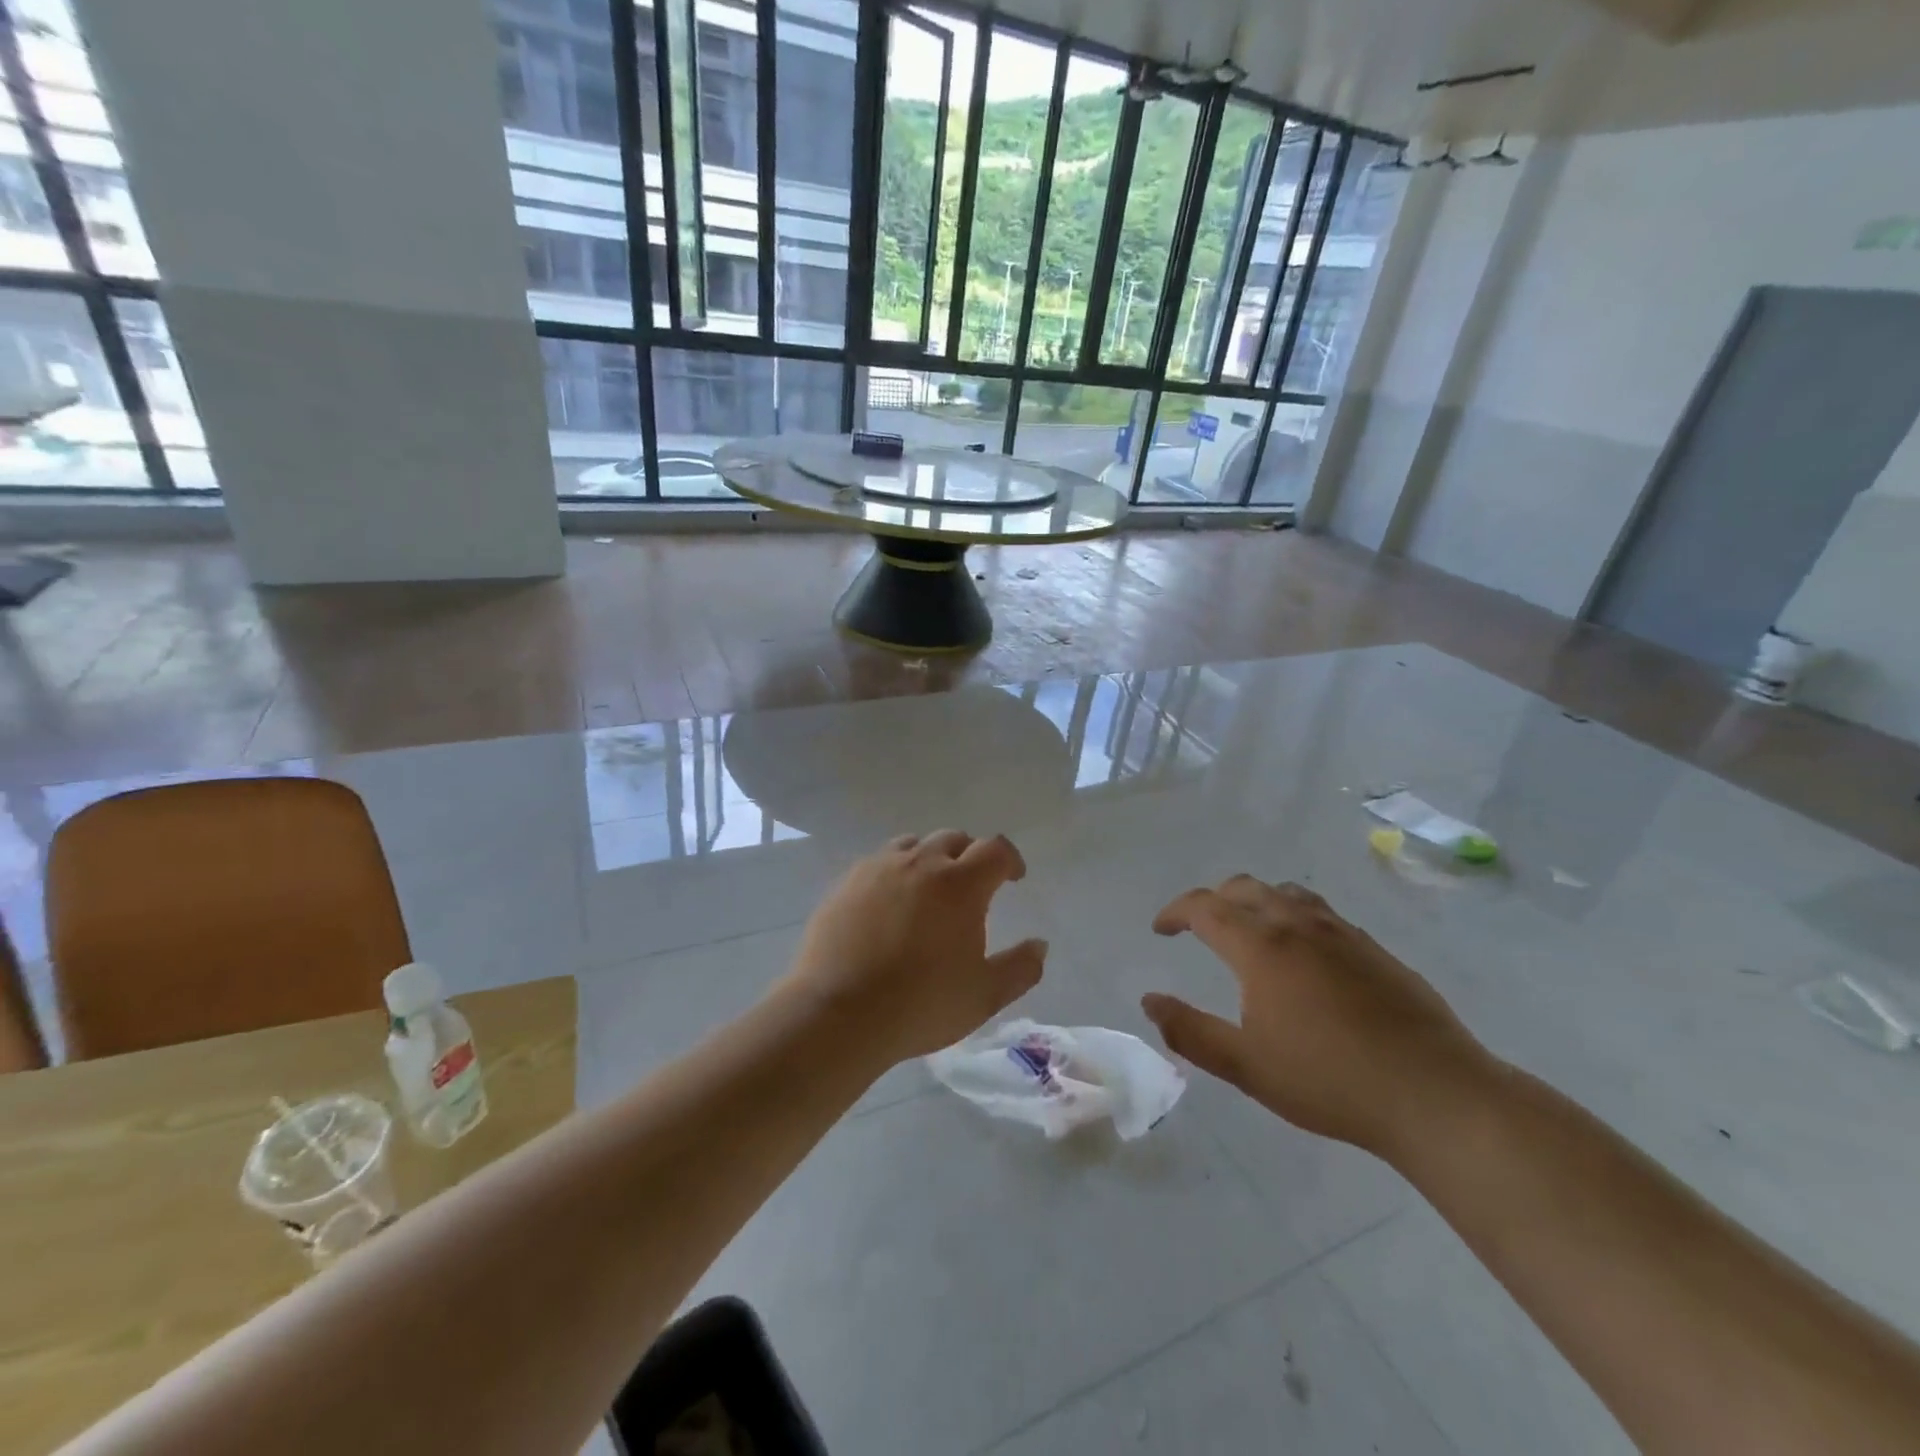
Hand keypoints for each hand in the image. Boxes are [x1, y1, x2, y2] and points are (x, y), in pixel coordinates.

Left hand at [783, 830, 1046, 1066]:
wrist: (838, 1013)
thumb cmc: (921, 1004)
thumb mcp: (984, 995)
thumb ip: (1021, 968)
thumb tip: (1039, 945)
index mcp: (960, 883)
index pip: (995, 849)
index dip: (1010, 859)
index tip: (1013, 878)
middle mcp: (920, 863)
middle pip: (953, 839)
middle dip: (970, 855)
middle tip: (972, 886)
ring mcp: (878, 868)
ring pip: (913, 845)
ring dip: (930, 859)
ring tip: (929, 890)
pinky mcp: (846, 882)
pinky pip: (878, 862)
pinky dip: (894, 873)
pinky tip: (889, 904)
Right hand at [1141, 876, 1494, 1155]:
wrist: (1435, 1095)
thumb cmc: (1329, 1081)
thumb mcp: (1246, 1066)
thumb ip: (1190, 1031)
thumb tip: (1150, 1001)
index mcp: (1261, 947)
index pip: (1205, 907)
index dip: (1175, 912)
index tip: (1161, 929)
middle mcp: (1298, 926)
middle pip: (1245, 888)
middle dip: (1213, 900)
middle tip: (1199, 927)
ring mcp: (1343, 934)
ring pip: (1288, 894)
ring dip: (1257, 901)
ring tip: (1250, 930)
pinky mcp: (1376, 950)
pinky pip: (1322, 914)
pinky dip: (1295, 917)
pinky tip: (1306, 956)